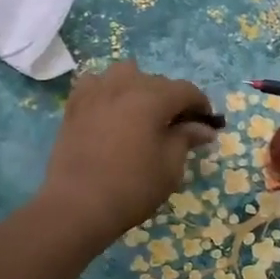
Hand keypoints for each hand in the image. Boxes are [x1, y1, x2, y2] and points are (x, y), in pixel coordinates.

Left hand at [37, 60, 217, 246]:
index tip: (205, 124)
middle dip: (171, 100)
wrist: (78, 204)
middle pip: (157, 81)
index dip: (200, 105)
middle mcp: (124, 85)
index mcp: (153, 97)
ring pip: (124, 74)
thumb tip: (203, 128)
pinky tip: (109, 110)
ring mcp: (96, 92)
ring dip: (138, 87)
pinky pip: (95, 84)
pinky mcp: (74, 105)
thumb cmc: (132, 186)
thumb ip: (186, 139)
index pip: (186, 90)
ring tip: (140, 113)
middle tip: (176, 127)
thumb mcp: (170, 167)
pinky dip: (106, 90)